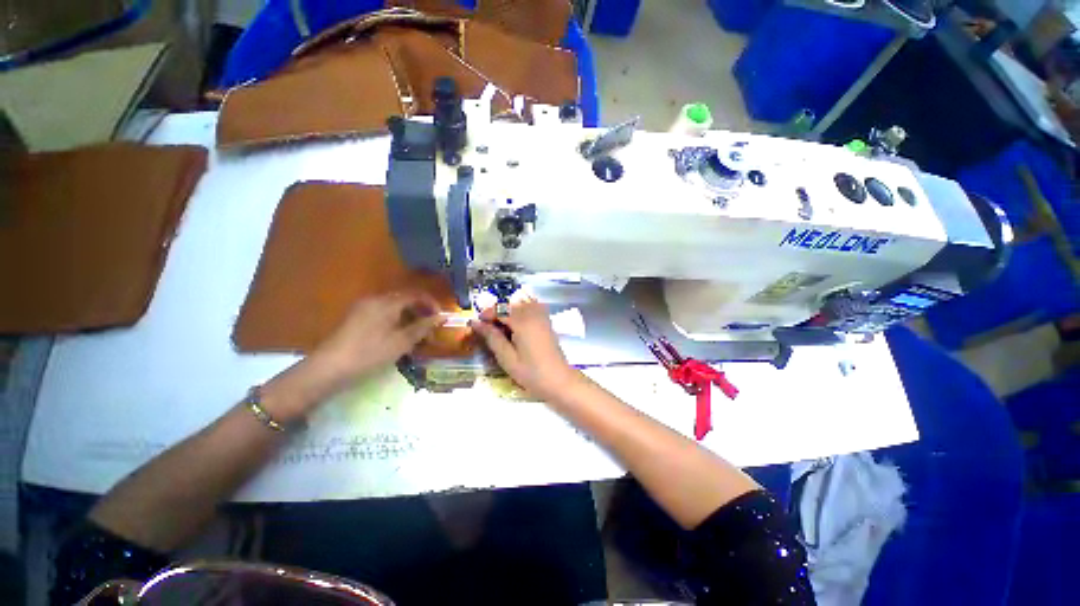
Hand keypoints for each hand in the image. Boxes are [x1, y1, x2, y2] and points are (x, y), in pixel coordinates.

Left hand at [313, 292, 445, 382]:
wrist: (329, 368)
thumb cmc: (370, 353)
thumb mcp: (402, 341)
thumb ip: (423, 327)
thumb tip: (442, 317)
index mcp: (387, 302)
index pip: (416, 294)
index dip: (432, 304)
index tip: (440, 319)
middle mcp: (375, 299)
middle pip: (405, 299)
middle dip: (421, 312)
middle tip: (429, 330)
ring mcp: (363, 307)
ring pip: (394, 307)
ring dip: (409, 317)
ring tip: (416, 336)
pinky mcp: (356, 317)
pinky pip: (383, 313)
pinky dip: (396, 321)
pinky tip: (398, 337)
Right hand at [469, 296, 581, 400]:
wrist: (559, 381)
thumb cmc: (531, 373)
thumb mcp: (507, 358)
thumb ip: (492, 337)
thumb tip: (476, 323)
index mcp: (523, 321)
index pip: (500, 308)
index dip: (486, 314)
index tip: (477, 326)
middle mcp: (533, 313)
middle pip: (510, 304)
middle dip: (497, 313)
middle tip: (488, 330)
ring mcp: (542, 316)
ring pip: (520, 304)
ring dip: (508, 312)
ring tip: (501, 330)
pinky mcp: (546, 321)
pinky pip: (530, 308)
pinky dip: (520, 313)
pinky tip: (516, 329)